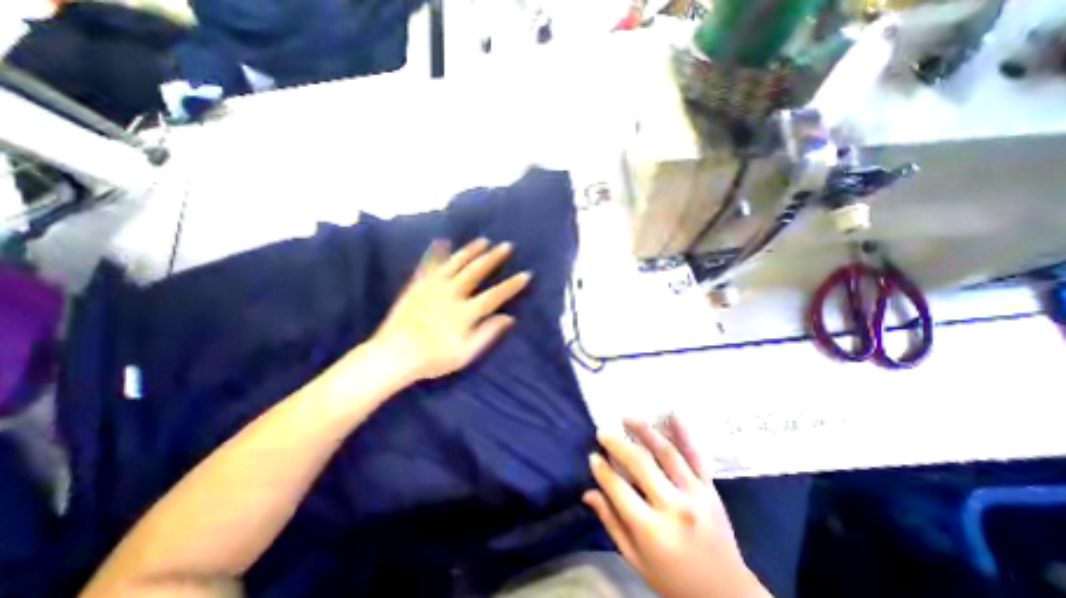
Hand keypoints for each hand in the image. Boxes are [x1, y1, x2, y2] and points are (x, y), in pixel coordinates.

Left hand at [372, 238, 532, 382]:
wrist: (393, 354)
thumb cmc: (433, 357)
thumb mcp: (466, 353)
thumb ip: (488, 333)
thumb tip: (509, 317)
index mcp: (466, 312)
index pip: (495, 295)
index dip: (512, 284)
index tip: (526, 273)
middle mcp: (452, 294)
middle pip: (477, 271)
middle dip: (494, 258)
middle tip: (507, 246)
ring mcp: (433, 287)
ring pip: (456, 263)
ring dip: (471, 250)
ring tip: (484, 240)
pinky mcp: (417, 285)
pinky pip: (430, 265)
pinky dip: (437, 253)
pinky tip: (442, 242)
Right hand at [587, 416, 771, 596]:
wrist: (728, 596)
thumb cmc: (674, 581)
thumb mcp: (636, 561)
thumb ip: (611, 523)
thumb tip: (588, 492)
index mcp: (653, 531)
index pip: (619, 489)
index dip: (602, 470)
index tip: (593, 456)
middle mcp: (674, 507)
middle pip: (640, 464)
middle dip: (617, 444)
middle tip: (602, 431)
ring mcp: (696, 494)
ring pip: (666, 452)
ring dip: (644, 430)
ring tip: (627, 417)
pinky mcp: (711, 488)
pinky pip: (696, 455)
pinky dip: (683, 432)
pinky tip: (671, 414)